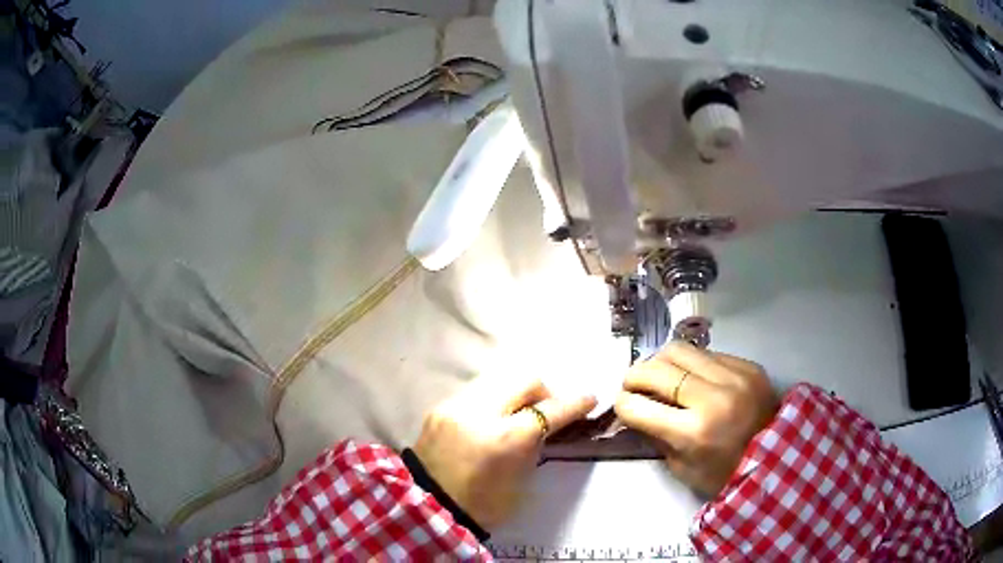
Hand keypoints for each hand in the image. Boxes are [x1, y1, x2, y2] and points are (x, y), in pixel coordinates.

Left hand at [413, 376, 595, 528]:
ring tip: (518, 413)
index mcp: (504, 439)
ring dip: (516, 392)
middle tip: (547, 411)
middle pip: (524, 380)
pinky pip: (476, 391)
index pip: (549, 410)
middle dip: (544, 392)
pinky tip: (492, 419)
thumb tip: (547, 424)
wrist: (428, 507)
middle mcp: (479, 413)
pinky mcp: (440, 407)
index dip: (574, 403)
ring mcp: (455, 406)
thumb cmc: (482, 504)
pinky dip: (493, 399)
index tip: (589, 399)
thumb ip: (535, 445)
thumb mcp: (521, 480)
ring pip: (498, 378)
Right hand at [614, 341, 777, 497]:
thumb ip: (657, 435)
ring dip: (661, 361)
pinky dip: (691, 363)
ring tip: (660, 375)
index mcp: (694, 432)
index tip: (621, 404)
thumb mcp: (682, 467)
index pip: (639, 406)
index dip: (622, 403)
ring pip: (680, 349)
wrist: (778, 458)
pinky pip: (707, 353)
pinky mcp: (747, 365)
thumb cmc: (725, 474)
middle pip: (657, 368)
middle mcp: (713, 397)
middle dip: (634, 376)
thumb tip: (635, 410)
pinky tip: (692, 377)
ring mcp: (734, 376)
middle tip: (632, 384)